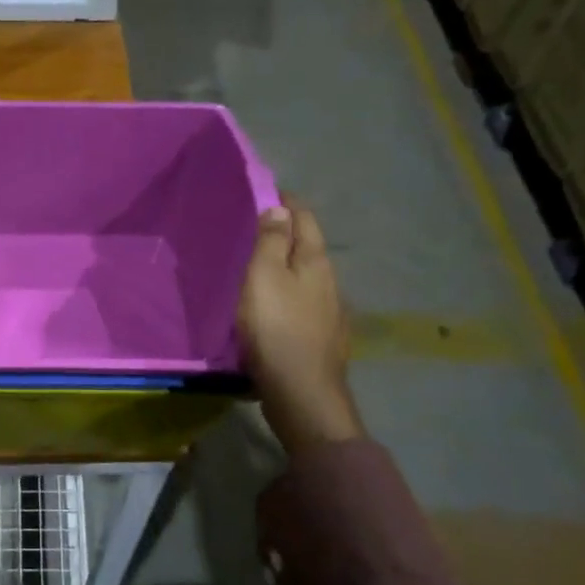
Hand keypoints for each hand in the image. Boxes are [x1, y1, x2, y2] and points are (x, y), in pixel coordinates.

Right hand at [238, 198, 364, 453]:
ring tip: (259, 266)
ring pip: (307, 277)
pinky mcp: (321, 338)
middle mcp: (329, 281)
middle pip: (308, 247)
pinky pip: (303, 303)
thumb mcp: (264, 277)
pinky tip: (274, 305)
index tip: (266, 191)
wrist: (301, 393)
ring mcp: (329, 312)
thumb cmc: (277, 328)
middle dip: (286, 233)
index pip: (304, 218)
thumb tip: (281, 207)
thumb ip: (271, 241)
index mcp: (315, 261)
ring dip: (286, 266)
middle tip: (254, 227)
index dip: (286, 202)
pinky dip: (288, 294)